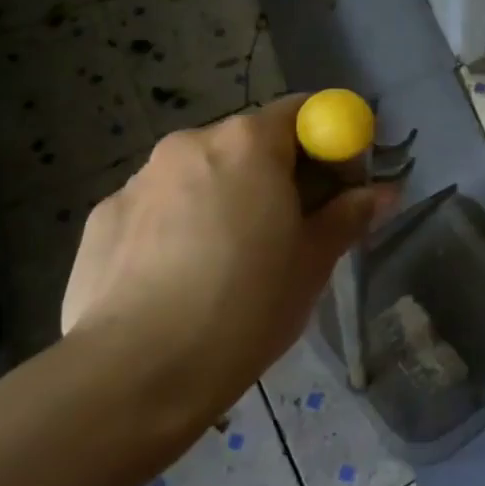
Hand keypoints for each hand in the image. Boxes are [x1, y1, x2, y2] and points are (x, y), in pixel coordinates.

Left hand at [60, 96, 390, 400]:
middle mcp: (191, 143)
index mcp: (249, 143)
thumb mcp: (313, 262)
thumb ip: (349, 215)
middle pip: (249, 142)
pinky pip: (158, 206)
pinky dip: (178, 225)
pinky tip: (178, 278)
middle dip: (276, 174)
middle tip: (290, 229)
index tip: (339, 185)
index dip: (329, 142)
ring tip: (228, 262)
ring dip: (225, 197)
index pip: (302, 112)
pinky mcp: (102, 216)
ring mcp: (139, 178)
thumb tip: (382, 192)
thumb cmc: (246, 306)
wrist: (135, 373)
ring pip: (201, 174)